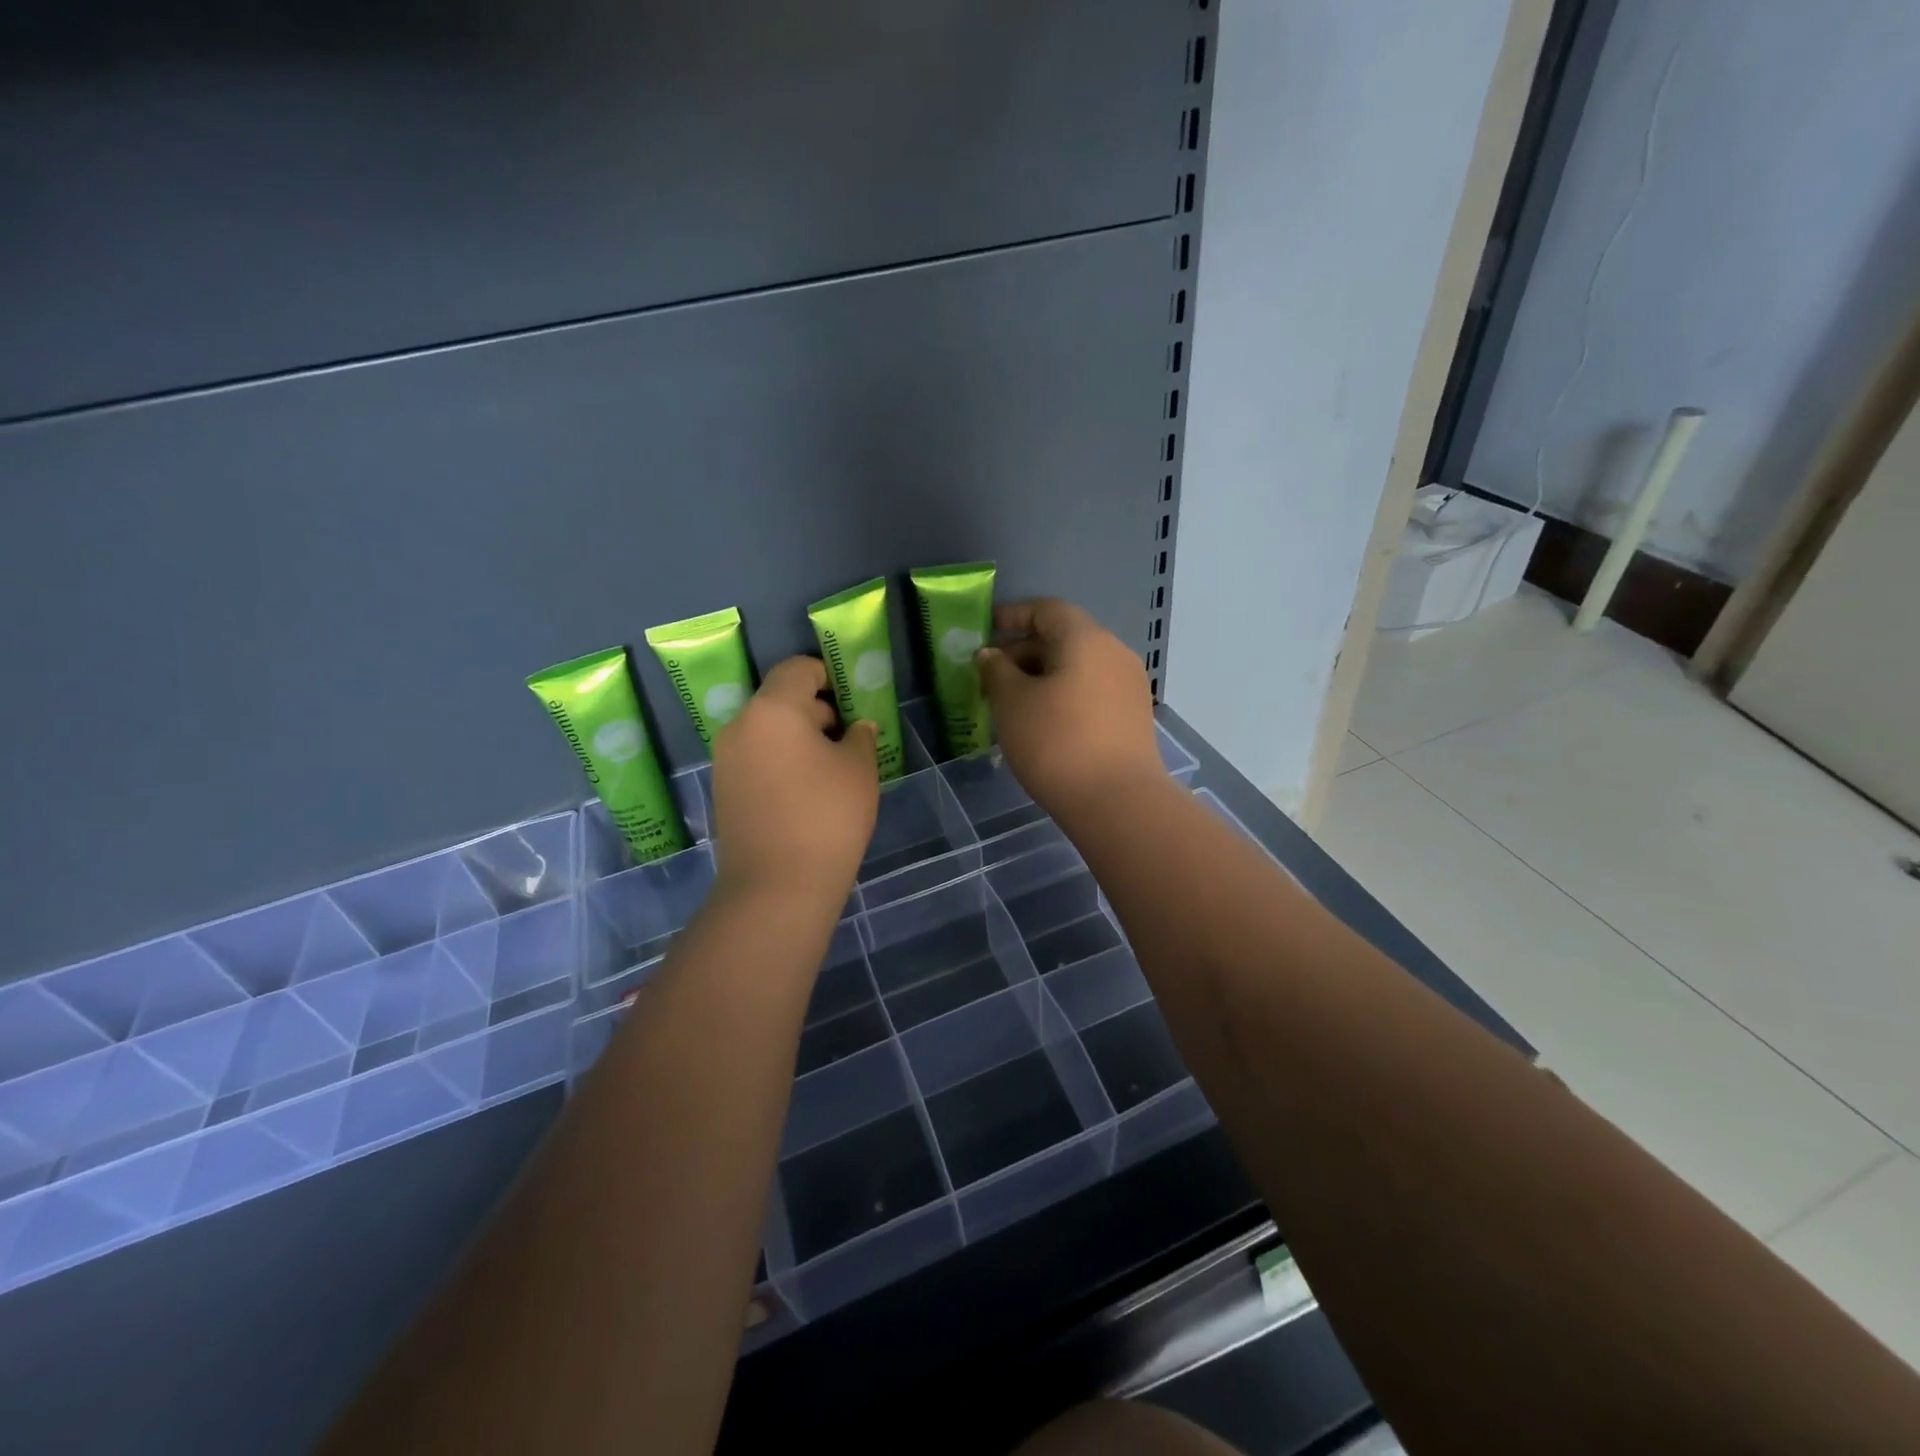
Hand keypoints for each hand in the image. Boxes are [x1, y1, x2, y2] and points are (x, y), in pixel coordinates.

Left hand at [710, 657, 878, 906]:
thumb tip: (855, 727)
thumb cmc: (827, 817)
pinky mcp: (724, 788)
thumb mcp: (859, 769)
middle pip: (781, 699)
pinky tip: (807, 791)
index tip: (853, 701)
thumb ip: (860, 736)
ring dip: (799, 737)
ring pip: (768, 730)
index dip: (828, 675)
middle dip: (817, 710)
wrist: (776, 888)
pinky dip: (781, 760)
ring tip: (831, 769)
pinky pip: (757, 757)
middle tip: (850, 739)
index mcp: (773, 709)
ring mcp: (726, 759)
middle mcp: (741, 725)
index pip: (798, 669)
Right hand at [975, 599, 1163, 813]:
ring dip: (1043, 677)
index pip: (1047, 610)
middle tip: (991, 676)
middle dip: (1024, 651)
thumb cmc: (1056, 742)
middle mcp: (1114, 653)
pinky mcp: (1134, 717)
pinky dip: (1064, 695)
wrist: (1117, 802)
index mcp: (1086, 639)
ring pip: (1078, 668)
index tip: (986, 629)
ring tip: (1012, 703)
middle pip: (1064, 638)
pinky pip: (1092, 691)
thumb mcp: (1011, 703)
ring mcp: (1129, 686)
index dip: (1013, 615)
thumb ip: (996, 670)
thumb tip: (991, 654)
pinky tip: (1042, 723)